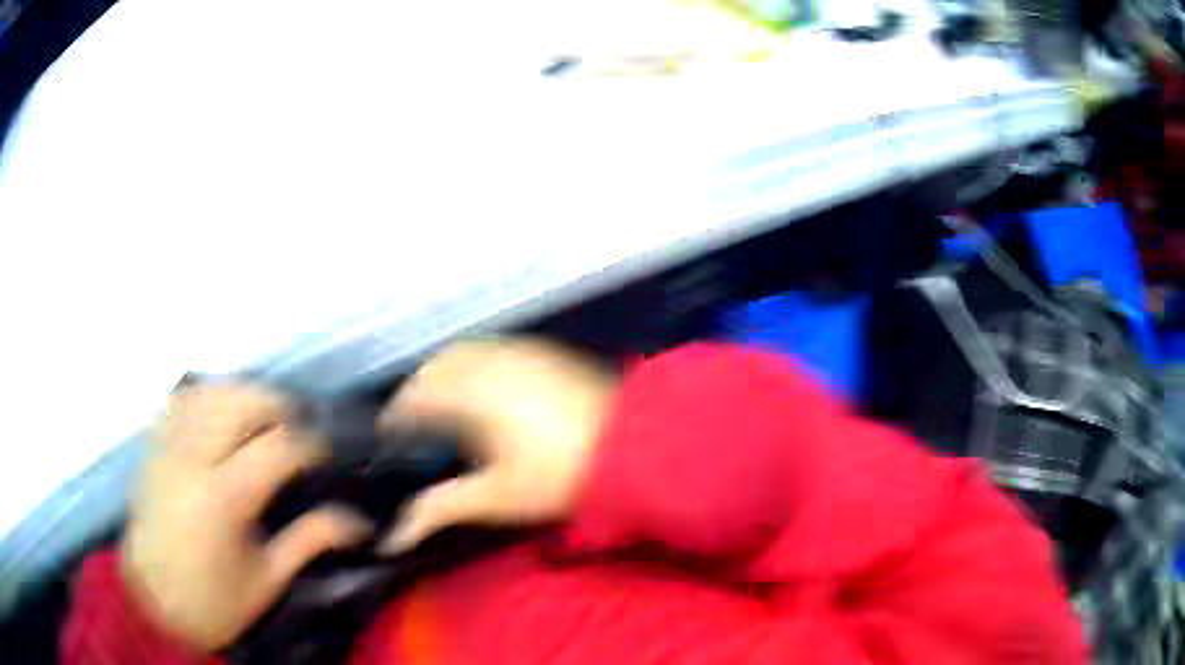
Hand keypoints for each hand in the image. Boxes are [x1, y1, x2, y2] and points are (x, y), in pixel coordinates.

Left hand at [123, 384, 372, 650]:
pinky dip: (206, 396)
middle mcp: (192, 459)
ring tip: (263, 413)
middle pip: (240, 402)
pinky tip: (220, 411)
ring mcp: (168, 446)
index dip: (310, 444)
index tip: (327, 454)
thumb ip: (309, 540)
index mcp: (224, 498)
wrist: (157, 601)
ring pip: (209, 391)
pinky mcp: (153, 445)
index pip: (277, 447)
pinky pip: (181, 400)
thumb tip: (359, 522)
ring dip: (243, 394)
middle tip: (298, 424)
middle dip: (277, 405)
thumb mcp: (269, 580)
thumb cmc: (217, 600)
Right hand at [377, 338, 617, 552]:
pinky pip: (492, 348)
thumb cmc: (560, 476)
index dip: (396, 415)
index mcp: (470, 394)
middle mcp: (489, 361)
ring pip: (464, 352)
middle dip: (417, 390)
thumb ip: (440, 509)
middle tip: (413, 421)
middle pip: (436, 366)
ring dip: (444, 372)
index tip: (388, 434)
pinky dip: (473, 363)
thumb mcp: (496, 497)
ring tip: (443, 405)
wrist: (636, 447)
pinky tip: (484, 390)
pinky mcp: (544, 351)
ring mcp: (520, 351)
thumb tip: (394, 535)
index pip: (415, 397)